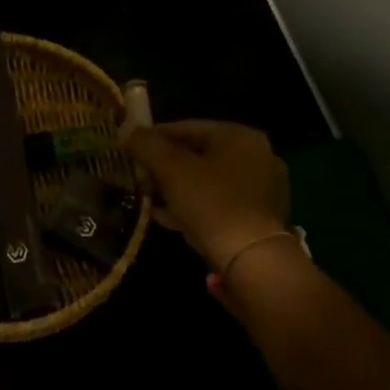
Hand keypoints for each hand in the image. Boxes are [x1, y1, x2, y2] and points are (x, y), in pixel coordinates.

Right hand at [121, 120, 290, 270]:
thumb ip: (146, 145)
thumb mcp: (170, 170)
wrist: (253, 261)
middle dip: (166, 166)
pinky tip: (170, 219)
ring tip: (150, 200)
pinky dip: (195, 207)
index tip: (131, 148)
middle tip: (140, 177)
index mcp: (240, 136)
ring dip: (178, 188)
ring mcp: (263, 190)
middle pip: (200, 155)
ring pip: (209, 181)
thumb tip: (126, 128)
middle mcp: (258, 157)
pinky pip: (220, 204)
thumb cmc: (211, 204)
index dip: (154, 136)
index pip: (188, 127)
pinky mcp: (261, 219)